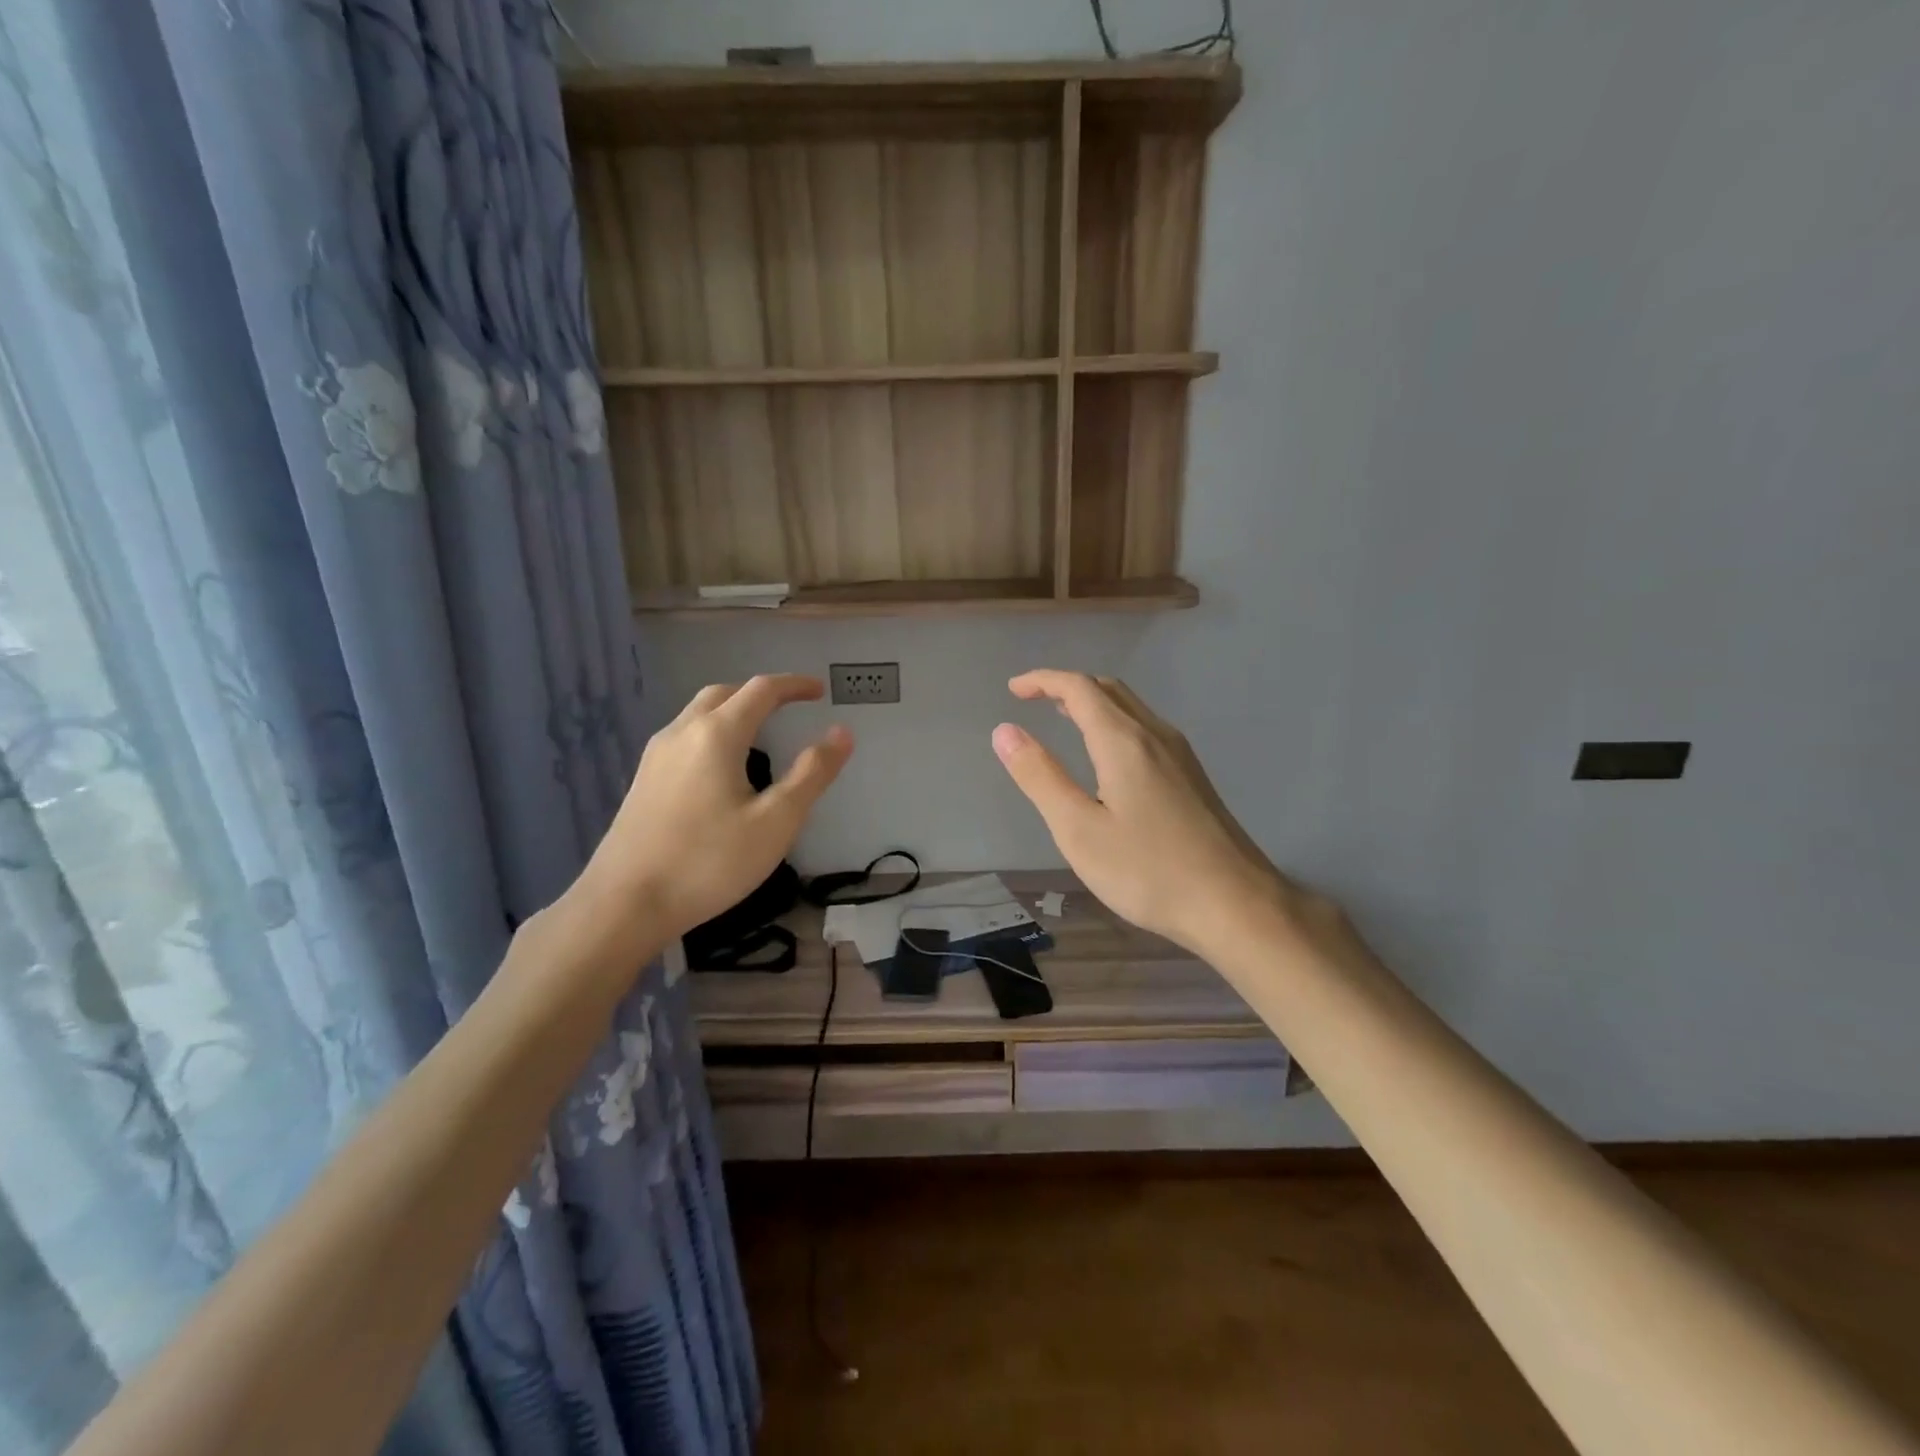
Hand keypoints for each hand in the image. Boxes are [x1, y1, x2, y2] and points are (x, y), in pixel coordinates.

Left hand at [577, 675, 852, 939]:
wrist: (624, 904)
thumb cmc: (709, 862)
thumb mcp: (776, 822)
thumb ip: (811, 774)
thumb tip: (841, 732)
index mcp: (717, 735)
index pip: (761, 691)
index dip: (793, 686)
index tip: (818, 691)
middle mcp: (682, 733)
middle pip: (724, 694)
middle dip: (760, 693)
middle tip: (790, 705)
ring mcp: (655, 756)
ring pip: (698, 714)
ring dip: (732, 710)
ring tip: (759, 731)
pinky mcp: (642, 781)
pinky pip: (683, 737)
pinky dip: (712, 732)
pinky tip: (720, 766)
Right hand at [993, 671, 1309, 957]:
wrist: (1236, 904)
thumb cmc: (1148, 870)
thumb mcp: (1078, 829)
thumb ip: (1040, 777)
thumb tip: (1005, 731)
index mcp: (1123, 741)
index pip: (1079, 688)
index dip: (1043, 681)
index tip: (1014, 689)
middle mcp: (1155, 735)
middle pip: (1109, 690)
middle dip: (1068, 687)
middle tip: (1035, 699)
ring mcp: (1180, 755)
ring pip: (1131, 708)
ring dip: (1093, 703)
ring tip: (1064, 718)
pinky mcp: (1193, 777)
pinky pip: (1146, 729)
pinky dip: (1114, 723)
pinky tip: (1107, 756)